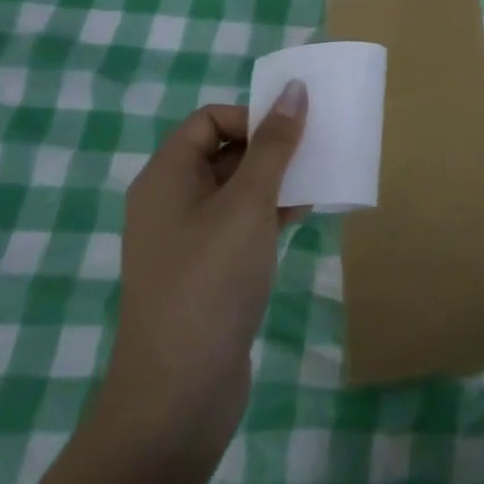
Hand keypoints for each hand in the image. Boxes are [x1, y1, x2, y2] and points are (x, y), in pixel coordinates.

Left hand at [99, 83, 308, 455]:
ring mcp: (186, 240)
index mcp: (167, 177)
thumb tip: (294, 89)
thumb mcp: (248, 204)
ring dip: (276, 182)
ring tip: (316, 185)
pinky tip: (302, 218)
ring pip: (237, 190)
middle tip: (315, 154)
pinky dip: (270, 214)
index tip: (293, 136)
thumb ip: (274, 145)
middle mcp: (170, 201)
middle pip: (225, 152)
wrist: (178, 394)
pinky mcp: (205, 271)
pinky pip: (240, 224)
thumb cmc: (210, 282)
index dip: (253, 118)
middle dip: (271, 149)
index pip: (210, 120)